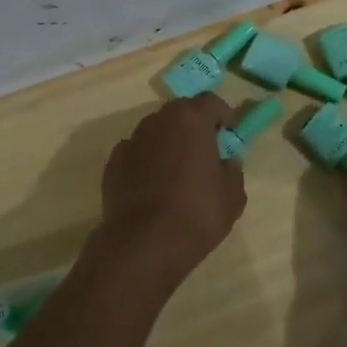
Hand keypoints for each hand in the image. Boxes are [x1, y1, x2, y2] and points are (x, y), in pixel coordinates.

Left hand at [95, 94, 246, 291]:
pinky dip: (147, 162)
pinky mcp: (113, 163)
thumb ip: (232, 170)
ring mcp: (131, 141)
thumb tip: (226, 162)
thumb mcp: (233, 195)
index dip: (223, 115)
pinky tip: (153, 188)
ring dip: (169, 143)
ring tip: (177, 172)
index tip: (229, 133)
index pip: (211, 101)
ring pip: (156, 132)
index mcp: (191, 119)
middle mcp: (158, 121)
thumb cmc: (197, 213)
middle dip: (194, 127)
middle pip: (181, 113)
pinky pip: (137, 154)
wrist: (144, 244)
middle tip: (205, 151)